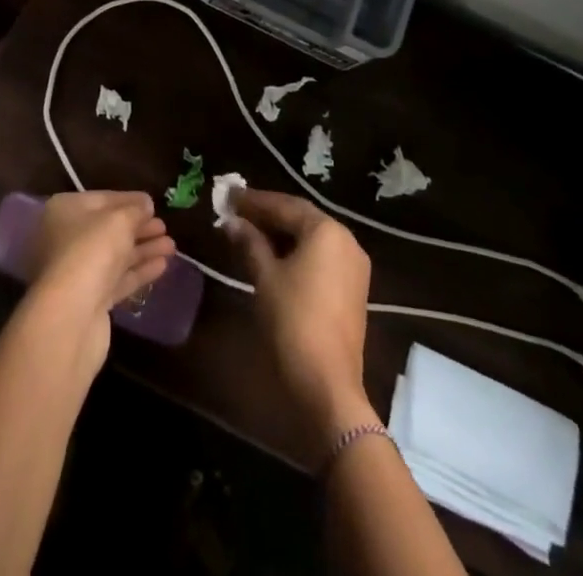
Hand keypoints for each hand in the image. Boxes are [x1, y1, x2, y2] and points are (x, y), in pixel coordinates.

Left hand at [23, 191, 174, 373]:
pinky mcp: (90, 300)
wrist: (71, 316)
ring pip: (116, 255)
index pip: (103, 200)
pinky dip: (139, 271)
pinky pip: (118, 279)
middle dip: (139, 228)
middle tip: (165, 227)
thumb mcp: (119, 220)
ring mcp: (77, 271)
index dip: (130, 200)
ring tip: (172, 246)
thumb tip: (145, 204)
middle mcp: (66, 238)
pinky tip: (163, 266)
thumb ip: (135, 209)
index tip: (153, 203)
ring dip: (144, 250)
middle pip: (109, 229)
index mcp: (65, 211)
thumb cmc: (92, 251)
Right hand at [222, 189, 376, 464]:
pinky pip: (320, 257)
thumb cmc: (293, 321)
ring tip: (248, 231)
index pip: (285, 205)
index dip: (254, 200)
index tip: (228, 196)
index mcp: (327, 231)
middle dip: (267, 214)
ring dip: (280, 233)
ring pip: (311, 238)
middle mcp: (346, 241)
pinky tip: (272, 256)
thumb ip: (249, 242)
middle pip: (301, 218)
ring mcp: (353, 266)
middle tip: (236, 211)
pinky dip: (296, 252)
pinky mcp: (352, 289)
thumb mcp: (265, 277)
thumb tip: (232, 222)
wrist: (327, 386)